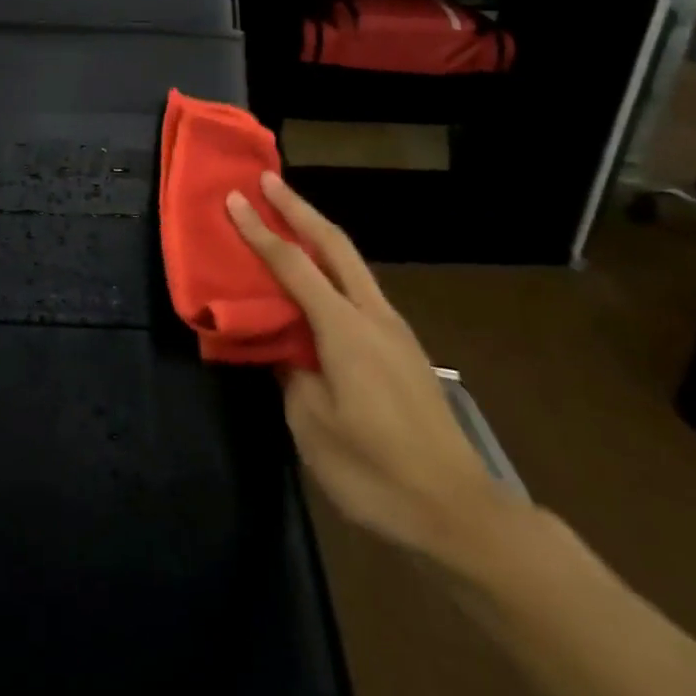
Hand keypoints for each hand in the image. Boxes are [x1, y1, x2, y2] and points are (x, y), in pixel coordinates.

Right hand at [226, 173, 511, 565]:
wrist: (461, 515)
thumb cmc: (376, 471)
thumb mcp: (312, 425)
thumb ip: (291, 373)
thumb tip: (283, 348)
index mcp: (344, 329)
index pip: (293, 265)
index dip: (259, 230)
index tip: (235, 197)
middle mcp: (373, 316)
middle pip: (334, 244)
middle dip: (299, 208)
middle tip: (269, 180)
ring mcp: (395, 331)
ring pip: (353, 264)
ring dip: (318, 234)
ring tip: (289, 219)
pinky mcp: (404, 351)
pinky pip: (360, 291)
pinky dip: (333, 268)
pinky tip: (319, 282)